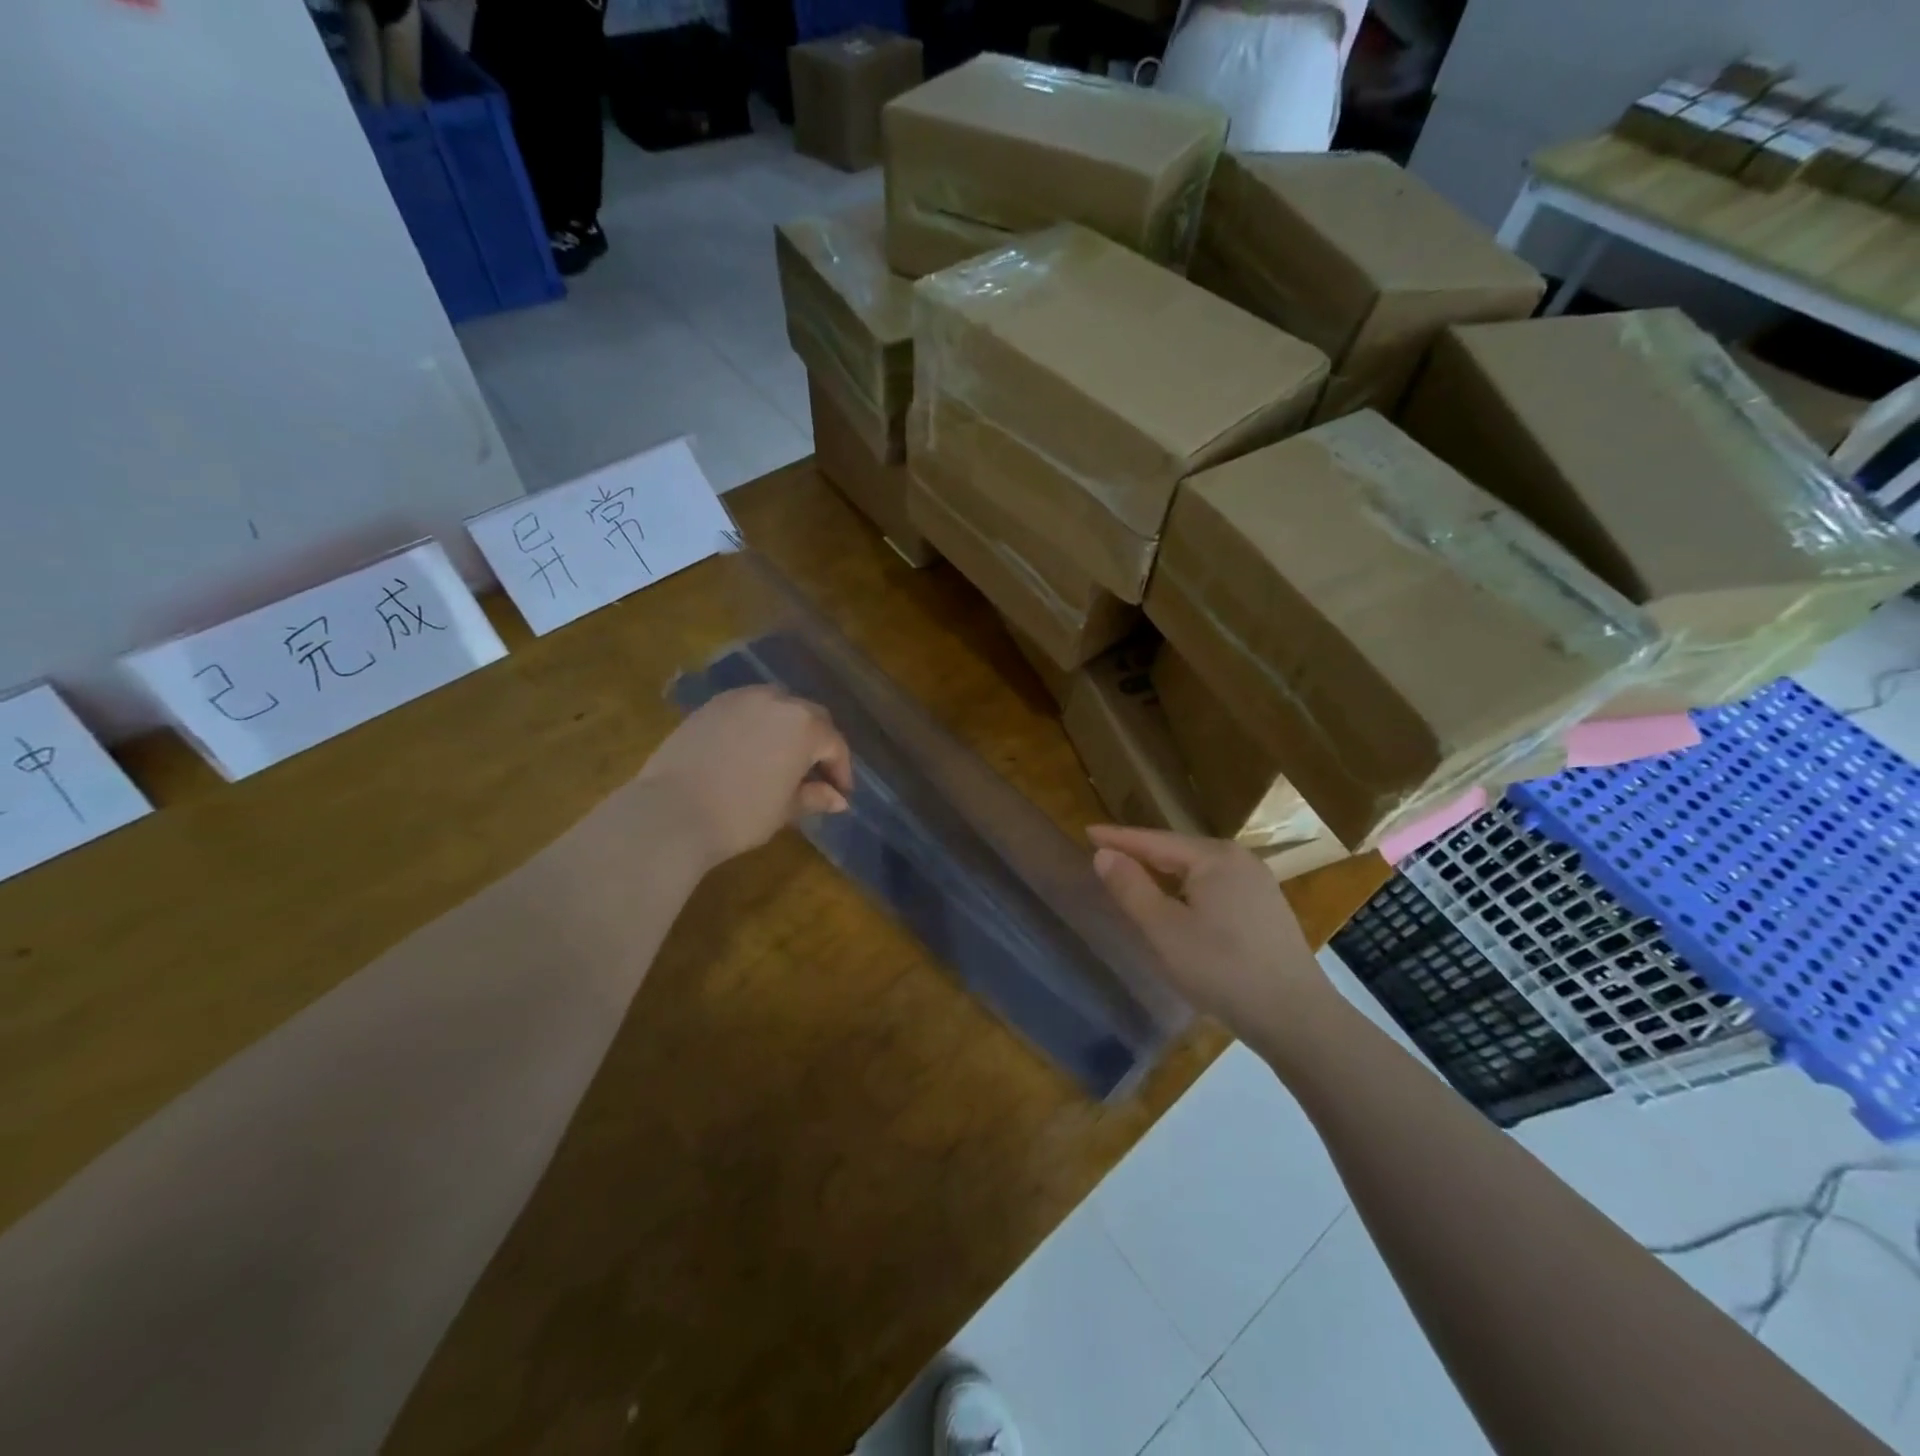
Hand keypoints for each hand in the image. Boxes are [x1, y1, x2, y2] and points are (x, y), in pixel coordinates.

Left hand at [639, 686, 852, 868]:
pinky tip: (750, 749)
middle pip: (810, 716)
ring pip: (777, 705)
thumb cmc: (741, 815)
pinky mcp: (711, 705)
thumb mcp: (785, 809)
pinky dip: (758, 723)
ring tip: (783, 756)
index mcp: (804, 726)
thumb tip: (838, 799)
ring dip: (788, 727)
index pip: (834, 744)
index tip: (840, 793)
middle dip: (818, 742)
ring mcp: (741, 698)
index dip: (841, 770)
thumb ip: (814, 796)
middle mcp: (777, 701)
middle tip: (816, 773)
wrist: (671, 813)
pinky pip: (747, 708)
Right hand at [1089, 825, 1330, 1043]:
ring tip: (1134, 876)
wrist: (1297, 1018)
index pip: (1154, 841)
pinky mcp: (1267, 909)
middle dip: (1141, 853)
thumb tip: (1104, 854)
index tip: (1086, 831)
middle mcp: (1239, 860)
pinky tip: (1178, 905)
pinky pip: (1215, 887)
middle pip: (1178, 851)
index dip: (1118, 838)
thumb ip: (1131, 888)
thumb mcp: (1165, 930)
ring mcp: (1258, 884)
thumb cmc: (1222, 969)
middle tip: (1106, 854)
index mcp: (1214, 857)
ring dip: (1164, 873)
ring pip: (1198, 871)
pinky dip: (1187, 890)